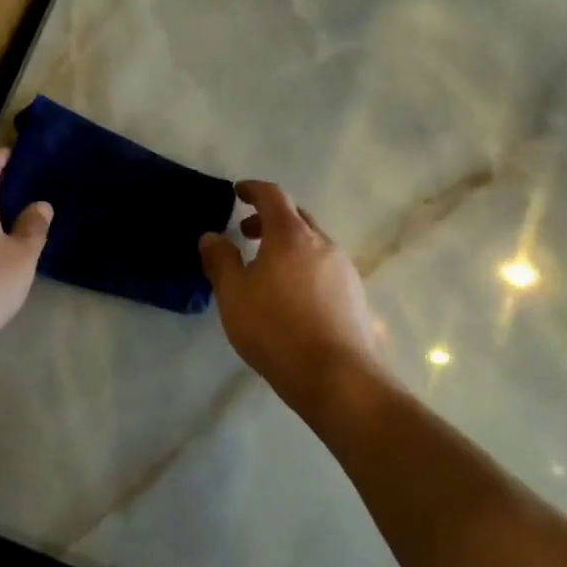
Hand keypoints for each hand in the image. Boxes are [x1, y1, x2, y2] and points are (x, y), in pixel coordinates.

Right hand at [198, 180, 381, 410]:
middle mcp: (322, 242)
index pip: (272, 195)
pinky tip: (293, 296)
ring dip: (288, 244)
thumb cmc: (276, 329)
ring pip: (313, 242)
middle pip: (296, 216)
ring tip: (268, 269)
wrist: (338, 377)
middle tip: (247, 233)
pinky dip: (304, 265)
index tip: (238, 192)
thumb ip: (220, 260)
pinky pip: (325, 266)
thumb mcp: (234, 295)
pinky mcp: (354, 293)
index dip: (253, 189)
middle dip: (270, 218)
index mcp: (290, 235)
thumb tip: (211, 236)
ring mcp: (343, 267)